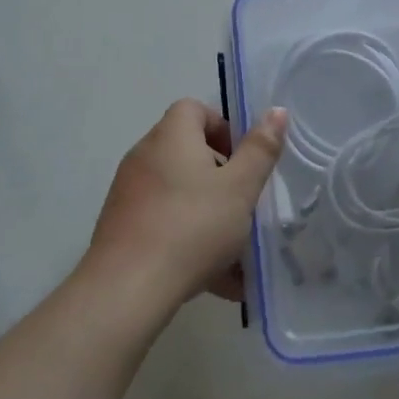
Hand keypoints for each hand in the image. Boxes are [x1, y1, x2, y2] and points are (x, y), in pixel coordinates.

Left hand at [84, 100, 286, 313]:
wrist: (127, 288)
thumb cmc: (191, 226)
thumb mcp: (239, 188)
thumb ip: (260, 150)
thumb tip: (277, 111)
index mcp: (171, 136)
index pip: (194, 109)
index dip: (223, 128)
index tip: (244, 160)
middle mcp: (144, 156)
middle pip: (187, 151)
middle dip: (220, 176)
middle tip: (242, 204)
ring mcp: (128, 193)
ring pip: (178, 193)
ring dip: (207, 213)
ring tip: (236, 252)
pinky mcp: (121, 228)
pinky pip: (163, 223)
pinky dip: (187, 239)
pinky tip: (214, 278)